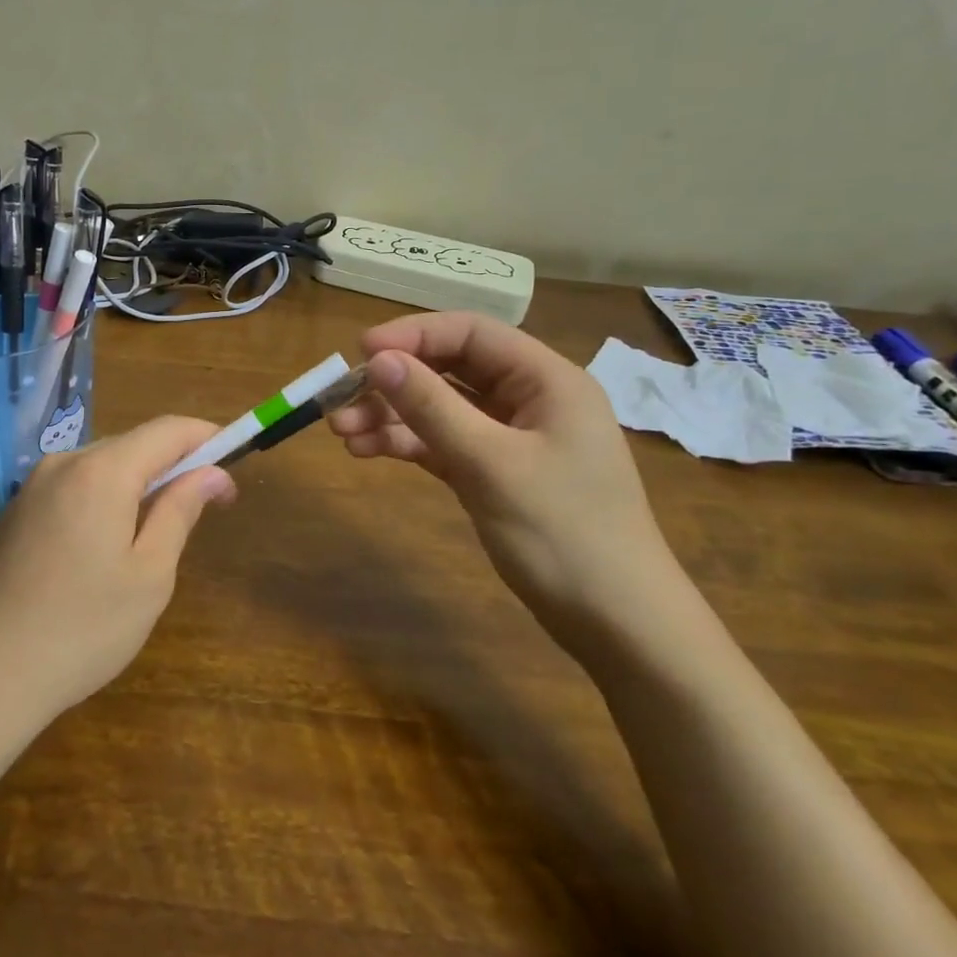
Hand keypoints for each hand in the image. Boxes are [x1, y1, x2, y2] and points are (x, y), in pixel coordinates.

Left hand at [0, 417, 235, 736]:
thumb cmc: (82, 629)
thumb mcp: (149, 574)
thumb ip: (181, 511)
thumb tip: (212, 473)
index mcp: (100, 470)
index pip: (167, 430)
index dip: (207, 439)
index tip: (235, 465)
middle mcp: (63, 463)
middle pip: (133, 445)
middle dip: (175, 465)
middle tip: (207, 506)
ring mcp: (32, 487)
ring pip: (103, 466)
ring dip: (140, 484)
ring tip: (160, 532)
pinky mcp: (16, 513)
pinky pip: (75, 487)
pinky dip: (106, 499)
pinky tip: (109, 546)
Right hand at [328, 311, 684, 649]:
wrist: (617, 624)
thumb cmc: (563, 533)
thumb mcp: (490, 464)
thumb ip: (432, 407)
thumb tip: (377, 358)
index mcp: (546, 380)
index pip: (471, 333)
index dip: (413, 335)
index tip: (360, 352)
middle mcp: (528, 399)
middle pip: (450, 369)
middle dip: (393, 383)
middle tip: (339, 402)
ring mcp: (510, 438)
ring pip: (440, 408)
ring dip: (391, 416)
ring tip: (342, 433)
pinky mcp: (494, 472)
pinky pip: (443, 443)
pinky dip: (407, 444)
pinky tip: (366, 451)